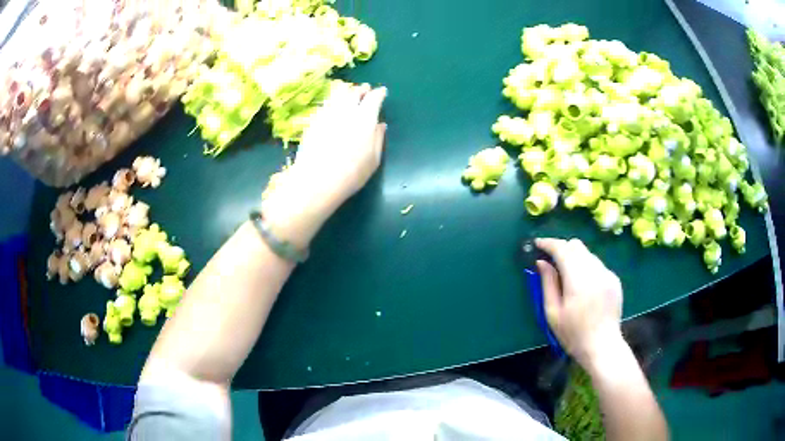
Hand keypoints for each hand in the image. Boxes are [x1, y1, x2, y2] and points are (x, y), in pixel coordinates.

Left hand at [262, 85, 387, 248]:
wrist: (317, 180)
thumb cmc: (352, 174)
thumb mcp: (373, 159)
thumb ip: (378, 139)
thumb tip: (380, 125)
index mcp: (365, 118)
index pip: (374, 98)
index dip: (379, 93)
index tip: (381, 91)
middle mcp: (346, 111)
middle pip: (354, 93)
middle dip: (361, 90)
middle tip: (365, 89)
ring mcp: (327, 114)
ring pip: (338, 96)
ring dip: (346, 92)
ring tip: (349, 93)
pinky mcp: (313, 122)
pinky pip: (326, 105)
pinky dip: (333, 102)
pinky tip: (333, 107)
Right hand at [535, 238, 624, 367]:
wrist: (602, 346)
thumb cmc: (573, 334)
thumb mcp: (552, 313)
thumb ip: (547, 284)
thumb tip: (541, 262)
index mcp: (578, 279)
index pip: (562, 249)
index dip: (549, 243)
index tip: (538, 244)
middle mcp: (595, 270)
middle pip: (576, 246)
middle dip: (562, 248)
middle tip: (551, 260)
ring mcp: (607, 273)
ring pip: (587, 254)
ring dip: (574, 257)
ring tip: (567, 275)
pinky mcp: (614, 279)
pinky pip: (597, 264)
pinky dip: (586, 267)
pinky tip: (583, 285)